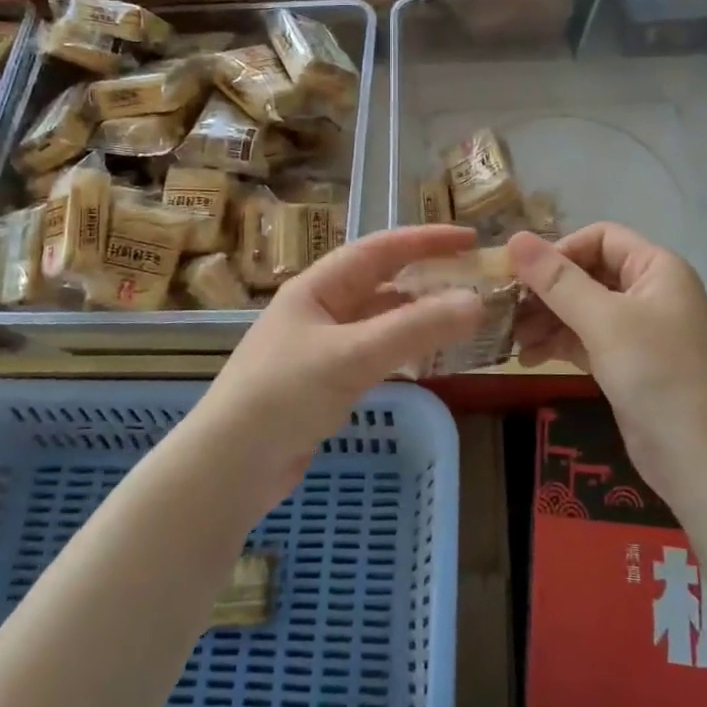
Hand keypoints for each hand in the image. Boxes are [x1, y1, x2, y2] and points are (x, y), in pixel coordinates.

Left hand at [196, 226, 484, 507]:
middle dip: (427, 278)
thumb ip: (415, 329)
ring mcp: (322, 346)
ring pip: (381, 320)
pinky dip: (404, 350)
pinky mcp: (326, 382)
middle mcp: (320, 309)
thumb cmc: (283, 395)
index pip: (380, 249)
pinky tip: (426, 359)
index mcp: (318, 287)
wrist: (230, 466)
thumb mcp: (352, 356)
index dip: (426, 240)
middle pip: (382, 282)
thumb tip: (476, 302)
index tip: (471, 240)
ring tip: (461, 319)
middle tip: (474, 282)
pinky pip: (375, 353)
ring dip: (418, 316)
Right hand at [509, 225, 706, 506]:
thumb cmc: (659, 375)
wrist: (705, 460)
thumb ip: (558, 280)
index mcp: (656, 268)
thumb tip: (514, 237)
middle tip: (504, 308)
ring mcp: (639, 330)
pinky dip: (558, 344)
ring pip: (581, 309)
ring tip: (511, 338)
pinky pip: (585, 340)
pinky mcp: (627, 364)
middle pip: (587, 273)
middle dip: (546, 289)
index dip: (560, 251)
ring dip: (546, 319)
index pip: (600, 237)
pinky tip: (528, 358)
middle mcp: (649, 292)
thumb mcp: (605, 321)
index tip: (522, 276)